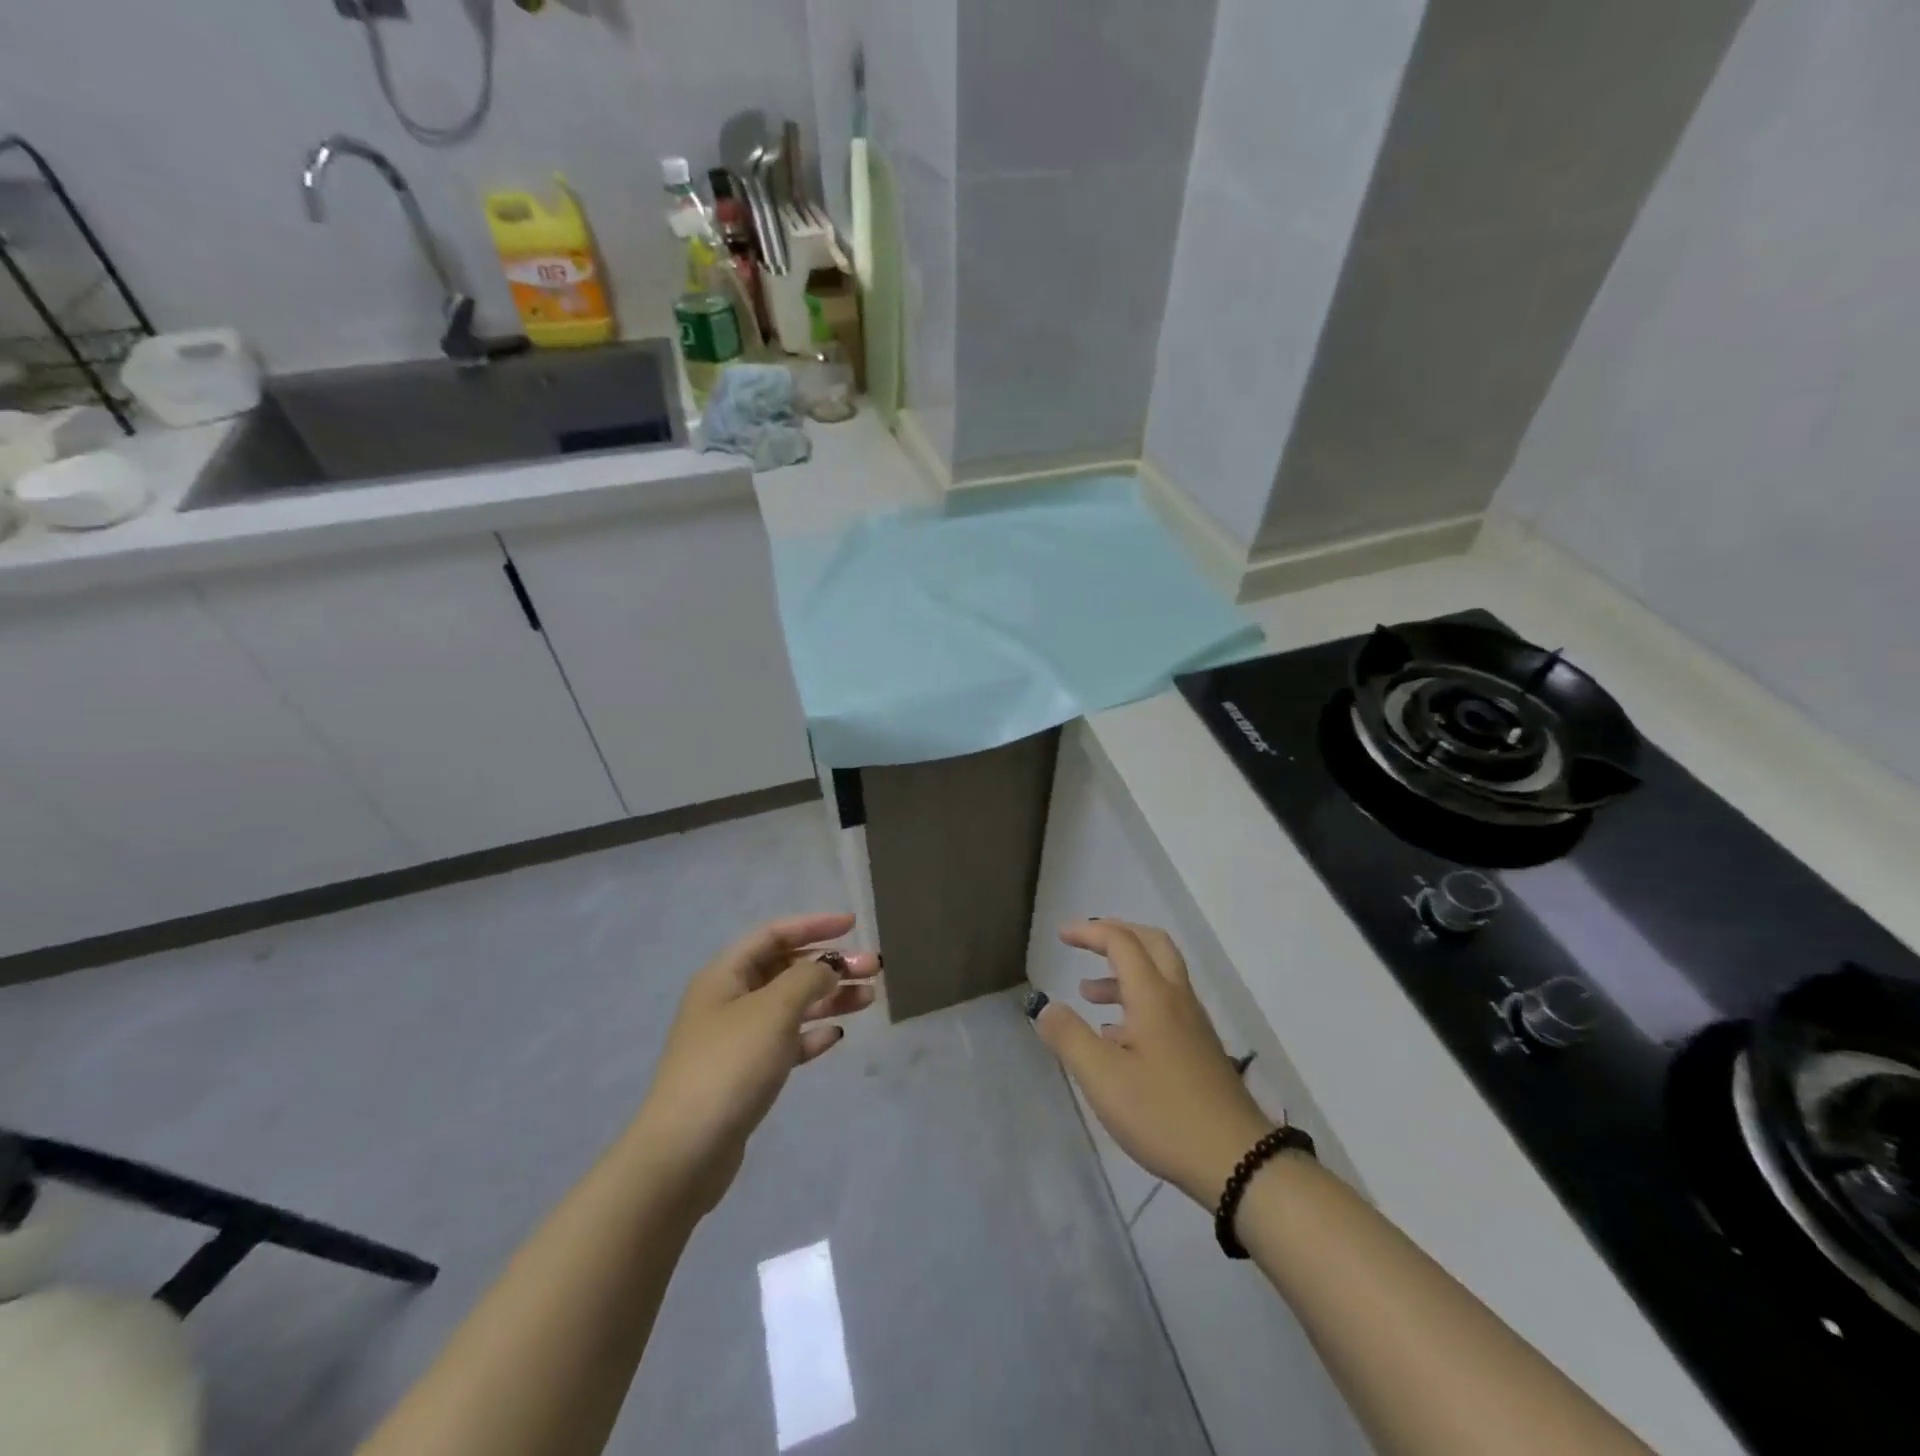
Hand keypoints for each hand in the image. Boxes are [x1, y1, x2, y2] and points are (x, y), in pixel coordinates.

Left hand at [634, 913, 877, 1212]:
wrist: (685, 1152)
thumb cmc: (730, 1065)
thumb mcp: (774, 1009)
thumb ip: (808, 978)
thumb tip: (828, 967)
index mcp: (725, 975)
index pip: (774, 934)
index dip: (814, 925)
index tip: (853, 925)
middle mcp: (728, 1000)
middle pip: (786, 969)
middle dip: (830, 965)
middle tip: (873, 969)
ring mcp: (735, 1039)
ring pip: (790, 1006)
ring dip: (829, 998)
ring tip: (869, 999)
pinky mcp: (745, 1074)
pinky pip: (785, 1042)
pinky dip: (811, 1034)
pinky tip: (836, 1037)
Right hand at [1032, 920, 1272, 1205]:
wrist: (1239, 1161)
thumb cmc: (1164, 1114)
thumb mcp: (1103, 1078)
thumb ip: (1069, 1037)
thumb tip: (1046, 1007)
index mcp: (1154, 996)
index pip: (1121, 942)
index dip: (1089, 932)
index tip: (1061, 935)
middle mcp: (1177, 999)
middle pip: (1152, 944)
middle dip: (1116, 935)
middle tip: (1085, 942)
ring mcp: (1194, 1024)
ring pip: (1160, 976)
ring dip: (1124, 972)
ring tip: (1088, 993)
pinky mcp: (1200, 1049)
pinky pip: (1166, 1004)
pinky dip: (1137, 1000)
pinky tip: (1117, 1036)